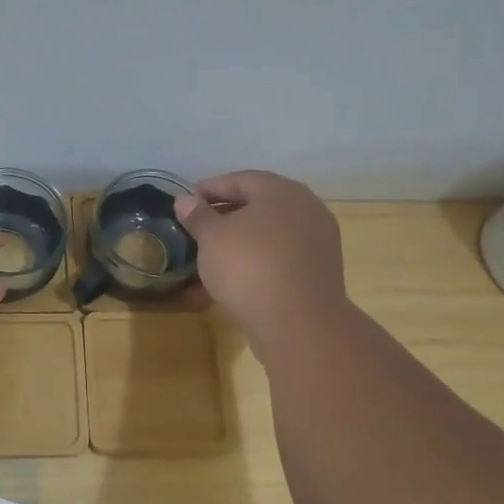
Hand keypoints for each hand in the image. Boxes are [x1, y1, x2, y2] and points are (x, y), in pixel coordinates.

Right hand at [175, 170, 351, 353]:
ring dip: (241, 241)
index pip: (241, 179)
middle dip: (226, 215)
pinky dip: (256, 261)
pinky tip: (233, 278)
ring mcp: (317, 242)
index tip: (187, 200)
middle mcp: (306, 209)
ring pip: (270, 234)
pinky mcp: (318, 272)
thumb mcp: (211, 238)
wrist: (298, 323)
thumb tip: (185, 200)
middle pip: (259, 205)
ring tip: (212, 254)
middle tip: (198, 226)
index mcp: (281, 192)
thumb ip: (197, 216)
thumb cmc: (249, 268)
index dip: (210, 188)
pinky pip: (280, 258)